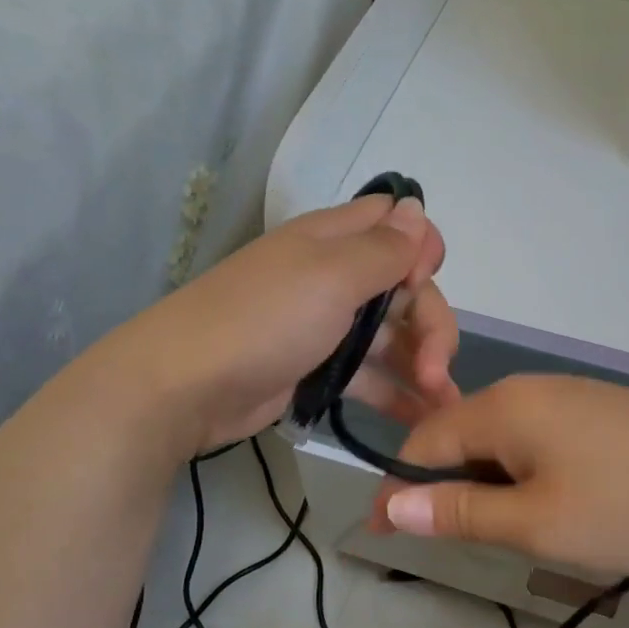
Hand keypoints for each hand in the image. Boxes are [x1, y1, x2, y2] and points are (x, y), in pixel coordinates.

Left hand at [114, 194, 461, 453]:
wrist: (185, 386)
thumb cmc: (265, 320)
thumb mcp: (331, 276)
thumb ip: (382, 248)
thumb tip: (416, 208)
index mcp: (333, 241)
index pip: (394, 225)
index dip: (421, 250)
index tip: (421, 284)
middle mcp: (332, 276)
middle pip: (403, 289)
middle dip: (431, 324)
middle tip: (437, 371)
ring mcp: (323, 325)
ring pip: (390, 336)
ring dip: (422, 365)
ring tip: (442, 405)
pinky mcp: (316, 368)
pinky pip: (368, 375)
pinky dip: (395, 394)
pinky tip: (421, 419)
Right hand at [370, 375, 628, 576]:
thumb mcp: (537, 523)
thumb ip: (459, 512)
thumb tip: (390, 506)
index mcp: (502, 407)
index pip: (422, 444)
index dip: (398, 491)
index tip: (385, 538)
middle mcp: (528, 390)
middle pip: (460, 437)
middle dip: (446, 489)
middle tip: (457, 545)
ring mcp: (568, 396)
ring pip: (501, 441)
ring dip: (488, 486)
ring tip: (510, 533)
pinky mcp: (599, 412)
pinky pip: (537, 441)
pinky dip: (525, 475)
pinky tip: (553, 506)